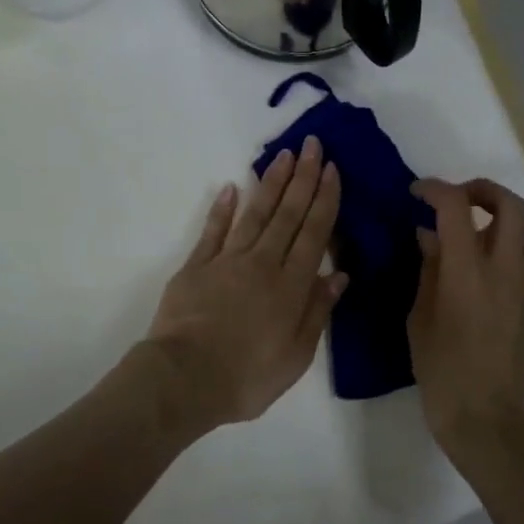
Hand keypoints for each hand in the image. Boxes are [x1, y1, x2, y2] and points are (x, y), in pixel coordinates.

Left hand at [145, 138, 346, 435]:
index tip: (332, 169)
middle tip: (312, 145)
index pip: (314, 233)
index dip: (325, 199)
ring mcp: (227, 261)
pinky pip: (212, 231)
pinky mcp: (196, 266)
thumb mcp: (296, 356)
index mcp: (291, 286)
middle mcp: (263, 263)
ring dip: (270, 183)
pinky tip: (230, 187)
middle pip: (288, 214)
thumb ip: (317, 311)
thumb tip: (339, 275)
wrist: (185, 378)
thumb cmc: (247, 377)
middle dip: (303, 177)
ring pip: (255, 214)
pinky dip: (222, 209)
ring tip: (283, 155)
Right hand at [408, 178, 523, 474]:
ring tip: (480, 228)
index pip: (456, 206)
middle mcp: (504, 269)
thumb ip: (428, 270)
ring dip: (507, 216)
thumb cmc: (441, 371)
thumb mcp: (419, 317)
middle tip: (454, 200)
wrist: (485, 417)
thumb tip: (429, 236)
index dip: (435, 189)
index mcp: (467, 272)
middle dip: (480, 189)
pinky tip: (488, 261)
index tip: (416, 193)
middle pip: (509, 203)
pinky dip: (515, 243)